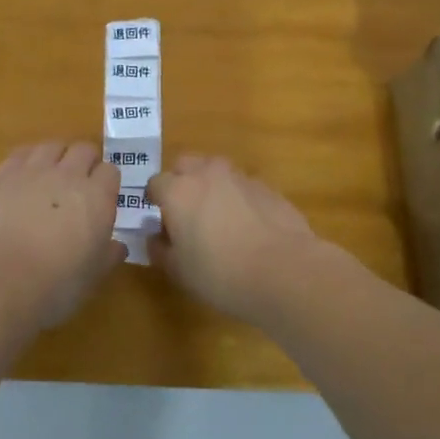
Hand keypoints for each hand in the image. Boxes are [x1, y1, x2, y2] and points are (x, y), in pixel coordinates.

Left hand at [0, 142, 124, 326]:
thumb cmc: (55, 284)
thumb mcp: (92, 276)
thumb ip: (108, 255)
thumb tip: (118, 246)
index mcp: (97, 197)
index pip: (110, 171)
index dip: (106, 182)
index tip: (102, 198)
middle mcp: (68, 175)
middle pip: (83, 150)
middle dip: (85, 162)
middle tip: (78, 184)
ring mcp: (32, 171)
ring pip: (51, 146)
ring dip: (56, 156)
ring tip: (50, 176)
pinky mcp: (1, 175)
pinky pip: (20, 154)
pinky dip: (27, 160)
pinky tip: (22, 177)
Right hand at [146, 155, 324, 321]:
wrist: (284, 271)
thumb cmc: (220, 273)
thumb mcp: (179, 271)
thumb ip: (161, 250)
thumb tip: (156, 238)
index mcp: (178, 191)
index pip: (156, 183)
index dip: (155, 201)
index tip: (160, 221)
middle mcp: (207, 174)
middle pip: (186, 165)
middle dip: (182, 182)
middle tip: (186, 213)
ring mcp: (240, 177)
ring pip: (217, 172)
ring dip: (211, 187)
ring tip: (219, 219)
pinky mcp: (268, 188)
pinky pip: (243, 187)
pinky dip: (239, 199)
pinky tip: (248, 227)